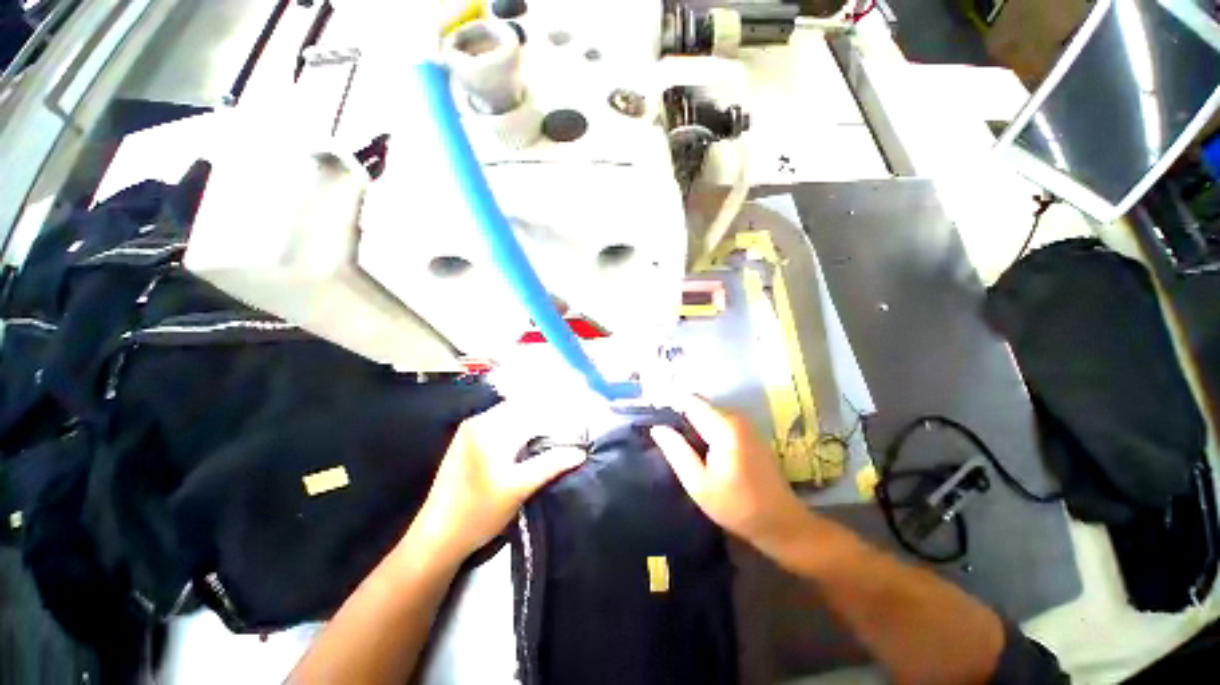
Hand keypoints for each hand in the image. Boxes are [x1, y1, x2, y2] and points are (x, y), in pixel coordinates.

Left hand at [410, 402, 585, 564]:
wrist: (436, 537)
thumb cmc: (478, 513)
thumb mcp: (519, 488)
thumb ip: (551, 465)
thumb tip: (579, 453)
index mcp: (490, 429)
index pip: (532, 411)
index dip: (557, 416)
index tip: (576, 425)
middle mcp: (479, 421)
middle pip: (521, 408)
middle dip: (546, 416)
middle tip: (568, 429)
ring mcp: (470, 429)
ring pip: (511, 414)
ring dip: (533, 420)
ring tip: (554, 433)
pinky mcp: (466, 439)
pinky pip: (500, 422)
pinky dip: (519, 426)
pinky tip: (529, 439)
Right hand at [650, 397, 810, 553]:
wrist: (781, 523)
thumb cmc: (737, 506)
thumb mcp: (699, 484)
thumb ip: (677, 452)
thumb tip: (657, 427)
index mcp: (724, 427)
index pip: (690, 401)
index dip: (669, 403)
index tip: (653, 414)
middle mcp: (736, 418)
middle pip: (699, 405)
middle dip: (679, 414)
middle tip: (661, 433)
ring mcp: (745, 424)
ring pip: (709, 412)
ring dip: (692, 422)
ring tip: (675, 440)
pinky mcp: (749, 433)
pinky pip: (719, 421)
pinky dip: (705, 427)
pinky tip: (697, 446)